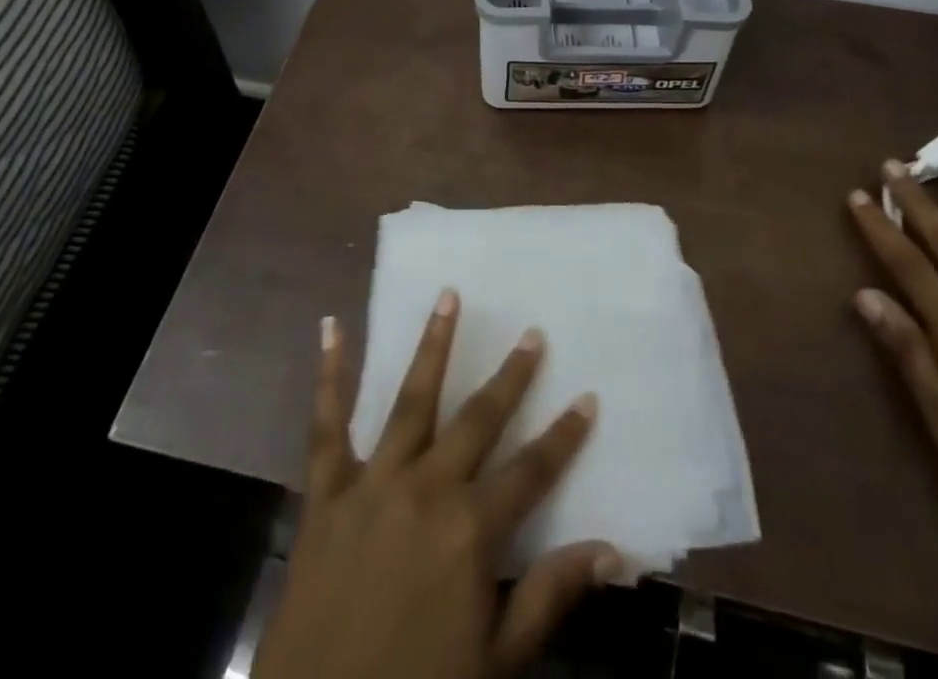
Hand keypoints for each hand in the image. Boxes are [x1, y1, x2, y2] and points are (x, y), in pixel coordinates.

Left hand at [253, 291, 616, 678]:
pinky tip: (331, 328)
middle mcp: (425, 489)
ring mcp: (371, 483)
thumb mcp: (496, 663)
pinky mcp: (325, 492)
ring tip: (449, 296)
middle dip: (510, 377)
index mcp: (469, 531)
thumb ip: (549, 597)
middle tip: (531, 333)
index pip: (532, 471)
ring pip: (410, 400)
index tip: (587, 397)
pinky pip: (326, 425)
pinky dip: (329, 375)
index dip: (564, 436)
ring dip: (433, 345)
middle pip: (477, 420)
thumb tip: (613, 550)